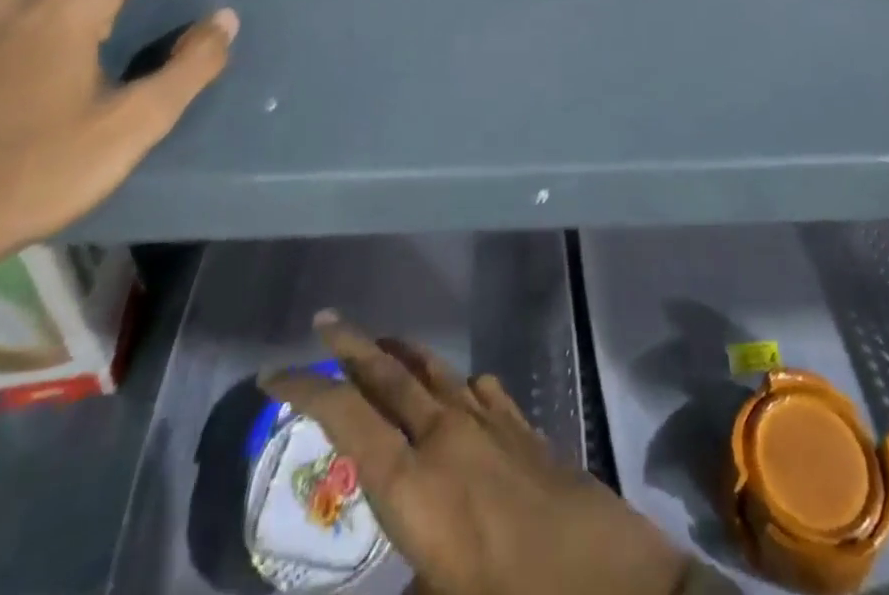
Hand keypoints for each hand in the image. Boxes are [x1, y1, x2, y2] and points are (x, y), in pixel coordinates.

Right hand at [265, 313, 690, 594]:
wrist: (614, 580)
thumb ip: (404, 584)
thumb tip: (392, 579)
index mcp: (415, 485)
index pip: (348, 419)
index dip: (307, 389)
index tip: (274, 372)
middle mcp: (447, 437)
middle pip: (389, 376)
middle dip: (353, 345)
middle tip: (325, 320)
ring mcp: (492, 424)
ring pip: (435, 372)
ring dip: (404, 355)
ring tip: (382, 345)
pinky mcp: (525, 427)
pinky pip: (481, 389)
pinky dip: (458, 382)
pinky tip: (460, 388)